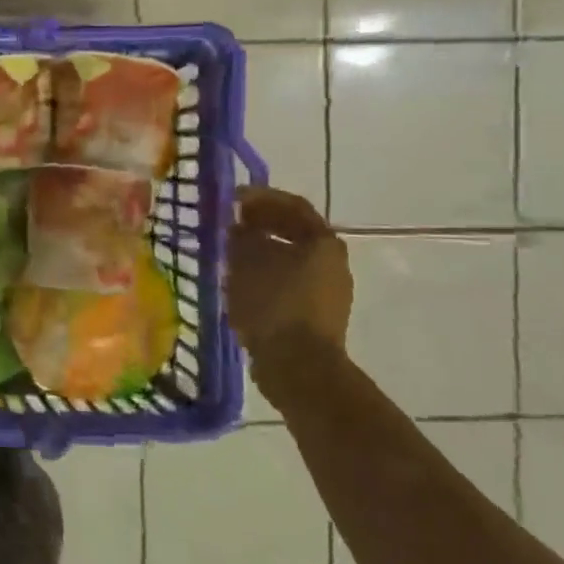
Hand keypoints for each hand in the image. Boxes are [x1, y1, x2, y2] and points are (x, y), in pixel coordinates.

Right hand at [226, 187, 352, 359]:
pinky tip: (242, 282)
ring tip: (231, 252)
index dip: (261, 197)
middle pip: (295, 232)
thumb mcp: (247, 261)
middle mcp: (333, 262)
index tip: (233, 198)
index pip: (293, 206)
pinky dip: (266, 274)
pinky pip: (289, 282)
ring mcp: (328, 291)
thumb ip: (241, 236)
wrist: (299, 366)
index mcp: (323, 242)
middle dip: (262, 224)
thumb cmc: (274, 304)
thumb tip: (238, 227)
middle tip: (231, 222)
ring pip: (291, 258)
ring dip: (262, 250)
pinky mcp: (317, 315)